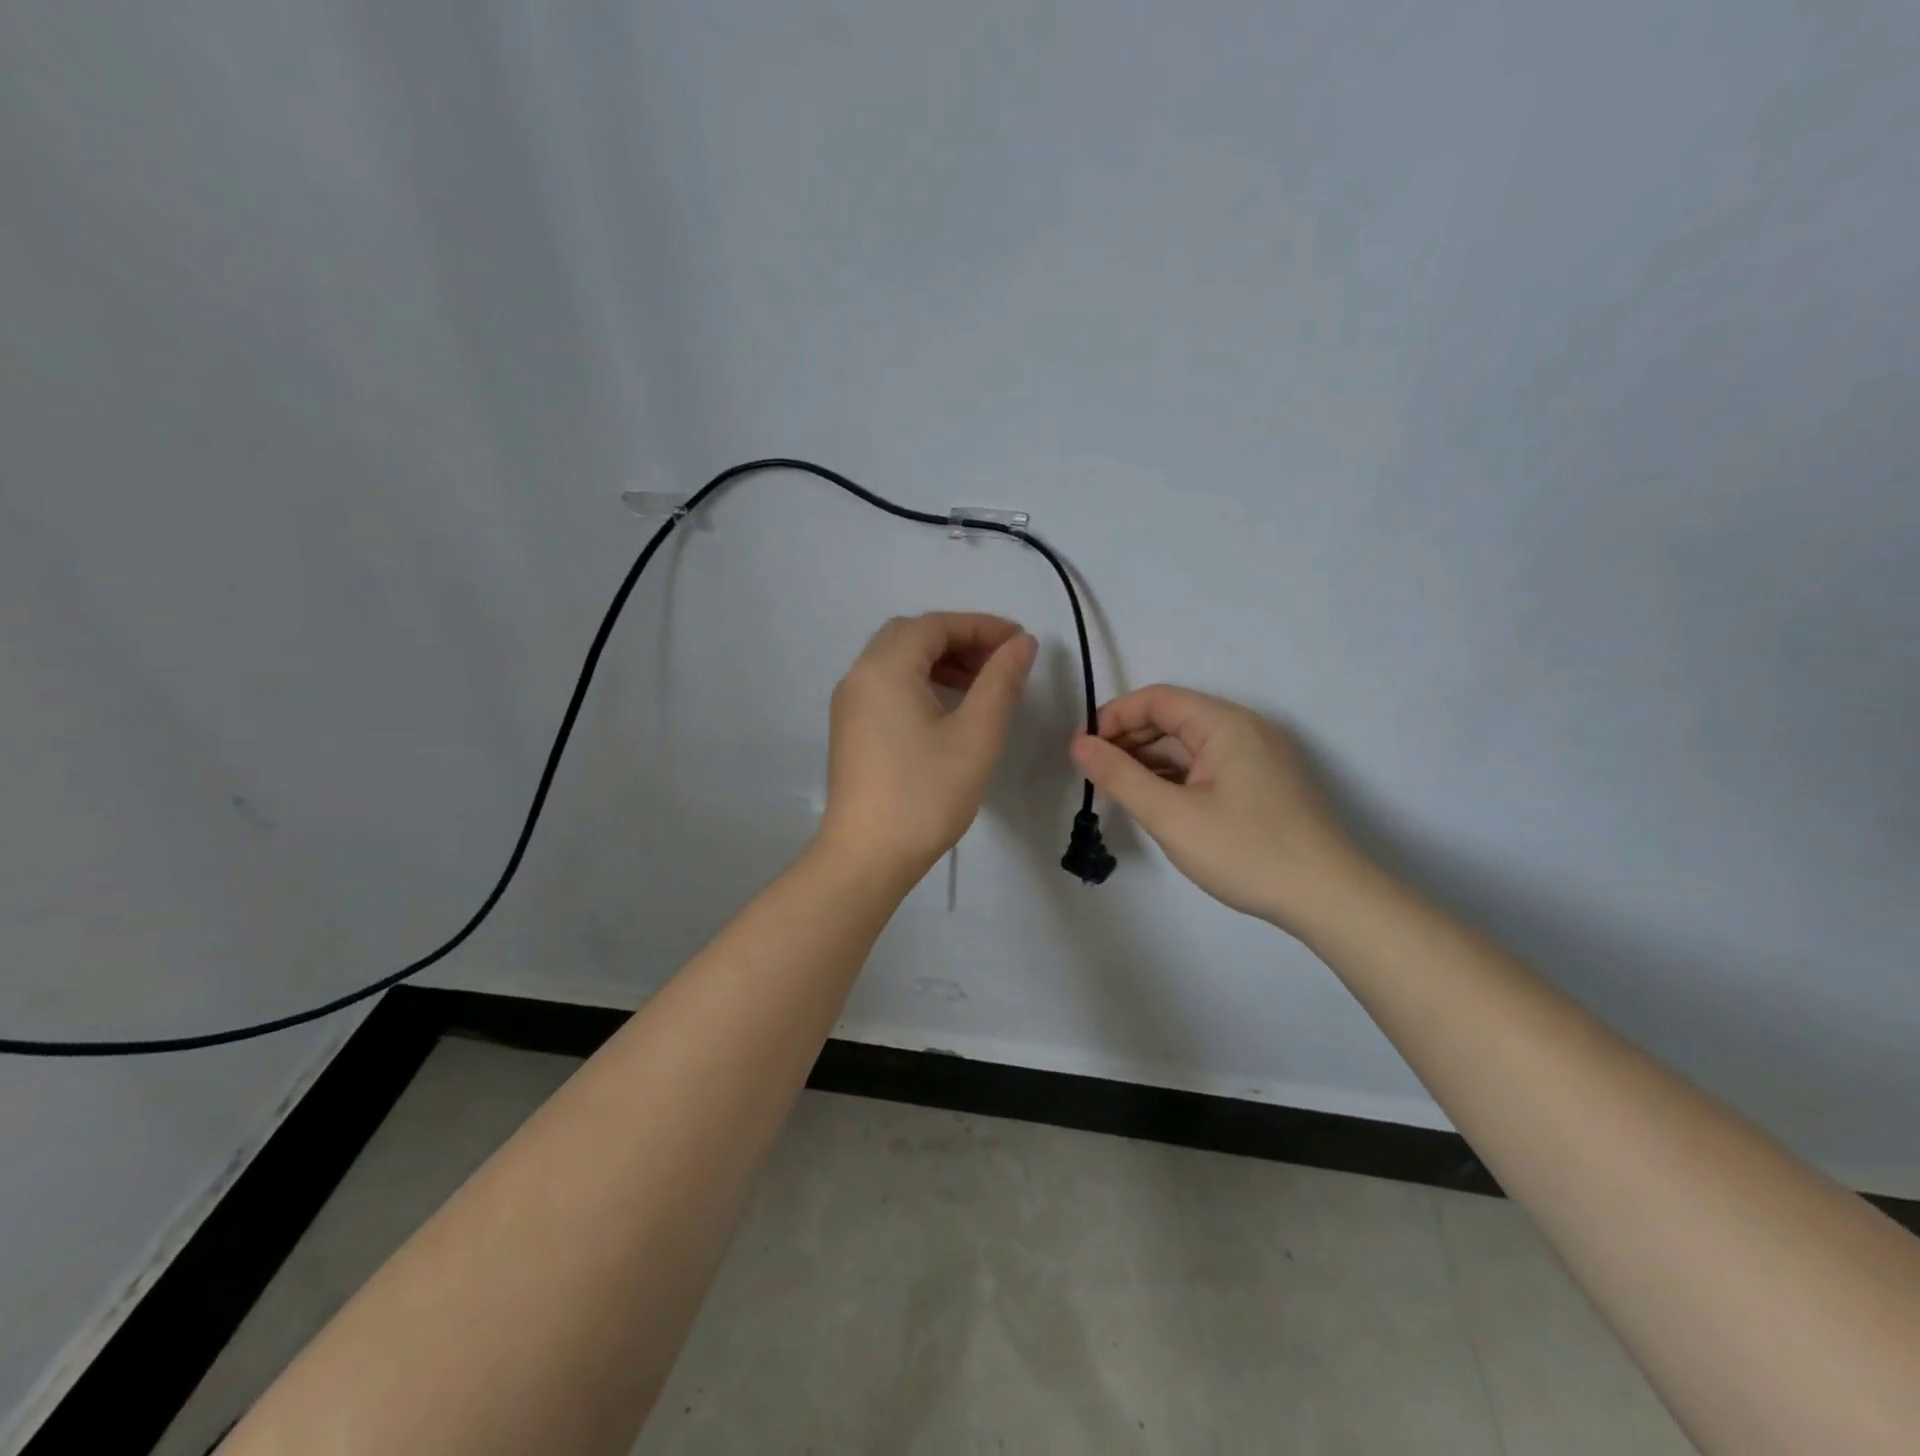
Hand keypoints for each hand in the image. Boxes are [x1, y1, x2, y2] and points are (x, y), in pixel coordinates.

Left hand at [818, 613, 1037, 878]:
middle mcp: (859, 676)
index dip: (981, 626)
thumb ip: (1001, 682)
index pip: (935, 625)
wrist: (867, 856)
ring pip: (896, 662)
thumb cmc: (925, 794)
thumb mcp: (976, 735)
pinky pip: (886, 687)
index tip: (1020, 641)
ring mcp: (849, 705)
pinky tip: (947, 709)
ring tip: (980, 684)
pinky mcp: (850, 730)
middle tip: (999, 661)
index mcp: (884, 668)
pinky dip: (919, 682)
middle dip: (959, 640)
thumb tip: (1021, 643)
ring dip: (939, 661)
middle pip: (911, 636)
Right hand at [1070, 685, 1371, 927]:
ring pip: (1190, 747)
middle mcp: (1245, 729)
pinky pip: (1209, 767)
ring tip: (1119, 793)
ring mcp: (1258, 757)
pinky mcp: (1264, 784)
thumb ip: (1119, 776)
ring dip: (1151, 762)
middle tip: (1095, 776)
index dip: (1114, 718)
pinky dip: (1177, 778)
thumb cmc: (1245, 851)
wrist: (1329, 899)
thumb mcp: (1171, 815)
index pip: (1157, 699)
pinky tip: (1157, 803)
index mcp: (1225, 723)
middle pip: (1174, 719)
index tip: (1083, 751)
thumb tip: (1079, 745)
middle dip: (1129, 741)